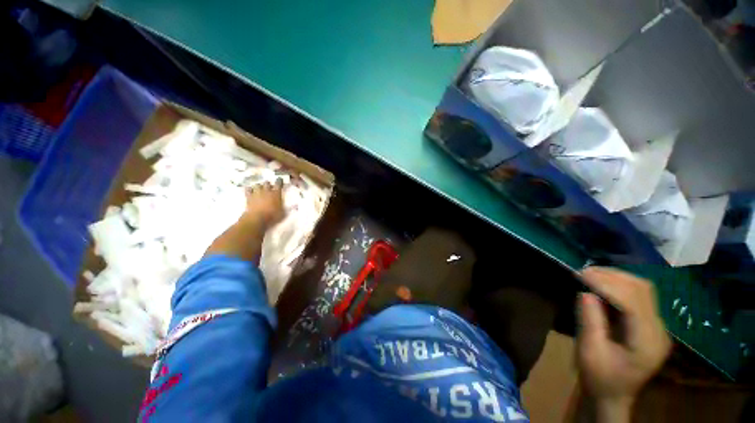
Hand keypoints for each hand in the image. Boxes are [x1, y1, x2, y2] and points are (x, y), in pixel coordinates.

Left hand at [243, 181, 284, 228]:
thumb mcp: (281, 213)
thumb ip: (282, 207)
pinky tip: (250, 191)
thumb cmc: (271, 217)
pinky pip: (248, 189)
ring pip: (257, 185)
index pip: (278, 183)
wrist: (257, 219)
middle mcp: (266, 190)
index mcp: (275, 193)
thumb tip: (283, 205)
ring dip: (259, 187)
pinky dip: (249, 190)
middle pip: (267, 183)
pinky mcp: (249, 196)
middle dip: (268, 185)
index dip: (279, 181)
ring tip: (259, 190)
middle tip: (268, 188)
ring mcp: (257, 192)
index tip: (279, 181)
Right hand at [577, 267, 671, 414]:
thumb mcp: (589, 358)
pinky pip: (644, 298)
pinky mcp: (658, 325)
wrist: (615, 401)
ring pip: (645, 290)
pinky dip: (627, 289)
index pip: (633, 300)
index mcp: (646, 343)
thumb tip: (585, 292)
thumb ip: (590, 324)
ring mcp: (662, 327)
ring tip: (599, 277)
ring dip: (621, 280)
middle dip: (615, 278)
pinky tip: (612, 288)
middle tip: (590, 272)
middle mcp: (660, 330)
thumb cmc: (600, 385)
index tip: (585, 274)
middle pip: (642, 290)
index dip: (609, 284)